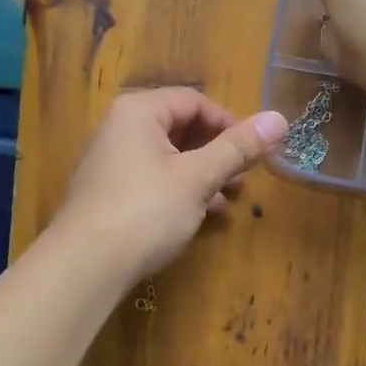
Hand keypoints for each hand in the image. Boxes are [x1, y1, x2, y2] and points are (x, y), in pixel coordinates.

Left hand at [52, 88, 287, 277]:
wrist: (86, 264)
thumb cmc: (146, 209)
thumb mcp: (198, 177)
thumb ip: (237, 148)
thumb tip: (279, 118)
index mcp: (139, 111)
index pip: (194, 101)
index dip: (229, 122)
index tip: (254, 151)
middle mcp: (119, 128)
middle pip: (179, 128)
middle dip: (216, 151)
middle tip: (244, 176)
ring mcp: (110, 162)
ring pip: (167, 157)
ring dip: (202, 174)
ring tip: (229, 198)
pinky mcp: (107, 193)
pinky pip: (151, 180)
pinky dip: (179, 190)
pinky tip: (201, 214)